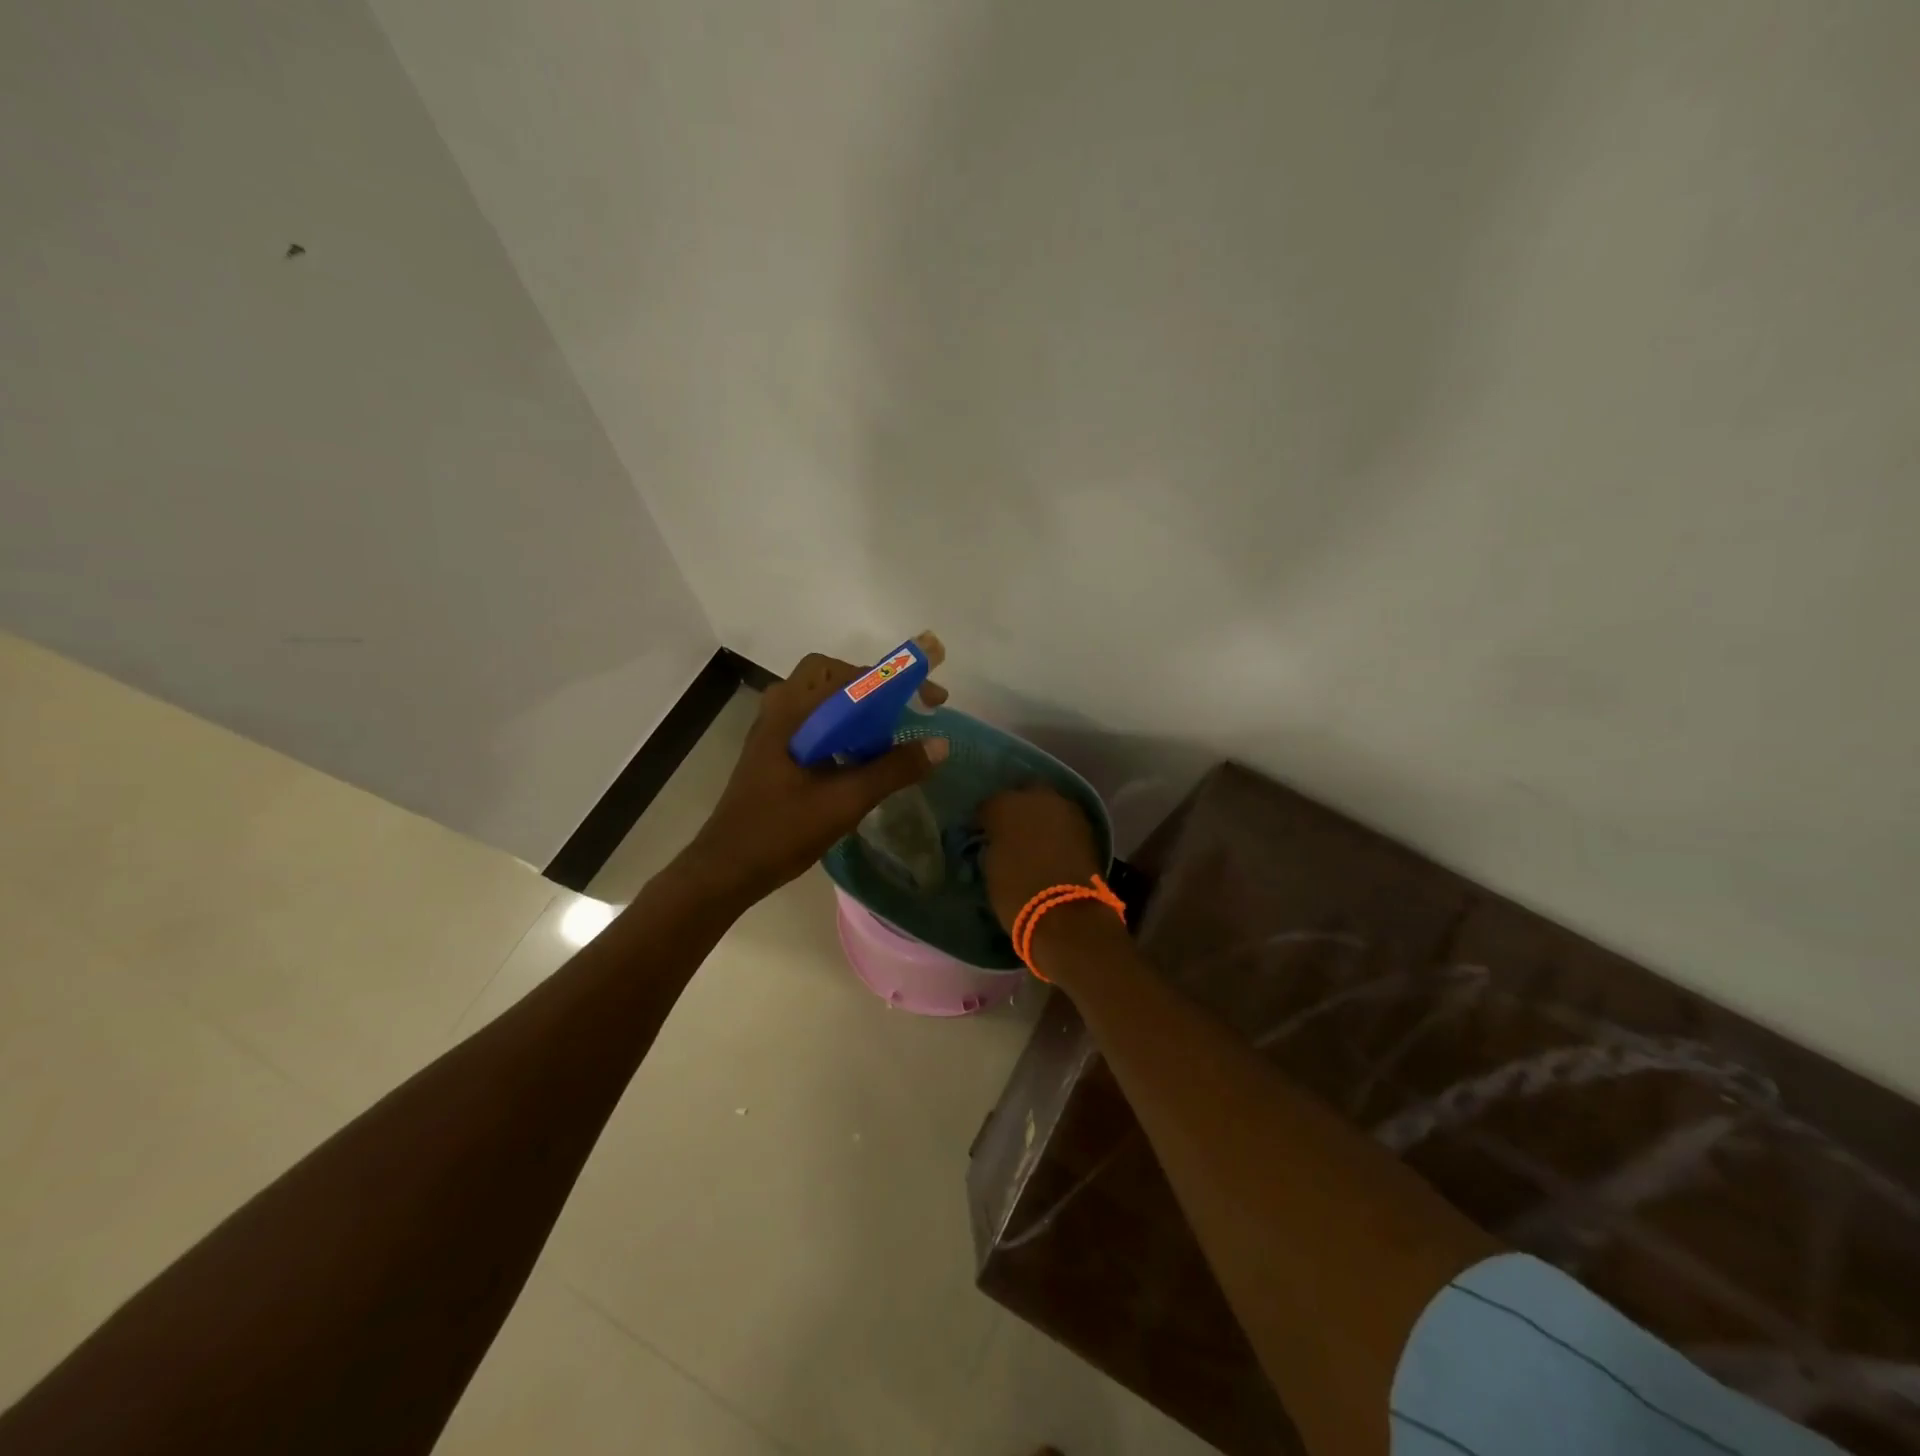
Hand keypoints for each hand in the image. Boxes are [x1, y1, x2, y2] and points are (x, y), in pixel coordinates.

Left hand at [681, 652, 950, 904]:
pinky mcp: (774, 751)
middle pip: (833, 676)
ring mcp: (773, 729)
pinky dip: (843, 728)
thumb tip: (940, 744)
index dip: (897, 681)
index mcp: (794, 711)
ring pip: (823, 700)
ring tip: (889, 733)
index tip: (932, 699)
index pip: (852, 675)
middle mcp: (780, 709)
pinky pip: (815, 722)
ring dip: (858, 708)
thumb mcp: (846, 800)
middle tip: (905, 712)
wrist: (727, 868)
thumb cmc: (782, 830)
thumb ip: (893, 769)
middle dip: (874, 688)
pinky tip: (860, 757)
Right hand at [977, 785, 1104, 933]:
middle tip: (1011, 830)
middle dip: (1016, 808)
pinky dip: (1057, 829)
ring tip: (1033, 837)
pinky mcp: (1086, 826)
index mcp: (1004, 806)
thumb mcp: (992, 867)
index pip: (988, 806)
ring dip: (1040, 816)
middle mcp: (1036, 797)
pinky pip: (1064, 820)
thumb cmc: (1017, 892)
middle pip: (1022, 794)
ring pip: (1047, 804)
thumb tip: (997, 842)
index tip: (981, 834)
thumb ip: (994, 845)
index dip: (984, 821)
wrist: (1066, 913)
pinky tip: (1052, 844)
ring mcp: (1065, 809)